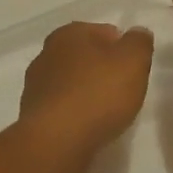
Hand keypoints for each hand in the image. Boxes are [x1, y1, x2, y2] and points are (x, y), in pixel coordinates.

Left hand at [17, 22, 154, 166]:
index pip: (103, 31)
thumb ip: (139, 43)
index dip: (122, 48)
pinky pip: (63, 107)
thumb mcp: (132, 62)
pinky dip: (76, 113)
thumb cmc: (98, 93)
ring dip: (88, 92)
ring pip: (71, 82)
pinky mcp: (33, 114)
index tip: (134, 69)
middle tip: (124, 90)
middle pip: (85, 57)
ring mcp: (36, 84)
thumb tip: (138, 32)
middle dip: (103, 69)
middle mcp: (47, 53)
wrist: (57, 141)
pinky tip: (89, 127)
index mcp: (69, 34)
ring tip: (108, 112)